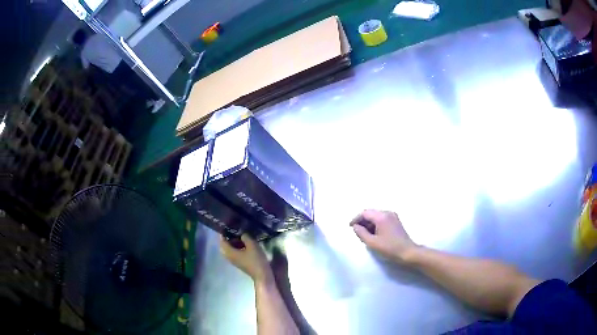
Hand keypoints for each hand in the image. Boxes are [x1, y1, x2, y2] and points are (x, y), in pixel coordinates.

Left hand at [220, 234, 272, 283]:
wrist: (262, 275)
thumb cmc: (256, 260)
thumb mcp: (252, 245)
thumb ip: (245, 237)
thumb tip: (242, 233)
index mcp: (230, 252)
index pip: (222, 241)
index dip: (223, 233)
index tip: (227, 226)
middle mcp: (229, 257)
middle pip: (225, 245)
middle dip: (228, 238)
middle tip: (235, 230)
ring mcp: (234, 261)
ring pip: (230, 249)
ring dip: (233, 242)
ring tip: (240, 235)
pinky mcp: (239, 263)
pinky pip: (234, 253)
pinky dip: (237, 247)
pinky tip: (245, 244)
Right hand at [350, 209, 418, 263]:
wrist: (408, 252)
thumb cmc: (389, 248)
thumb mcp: (372, 242)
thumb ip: (361, 233)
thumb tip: (355, 226)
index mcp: (381, 216)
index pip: (365, 213)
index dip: (356, 219)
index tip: (350, 227)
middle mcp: (387, 213)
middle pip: (371, 213)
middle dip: (362, 221)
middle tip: (357, 231)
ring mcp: (393, 216)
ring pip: (376, 216)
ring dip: (369, 223)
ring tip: (364, 234)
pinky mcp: (396, 221)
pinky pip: (382, 219)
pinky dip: (376, 224)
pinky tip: (374, 234)